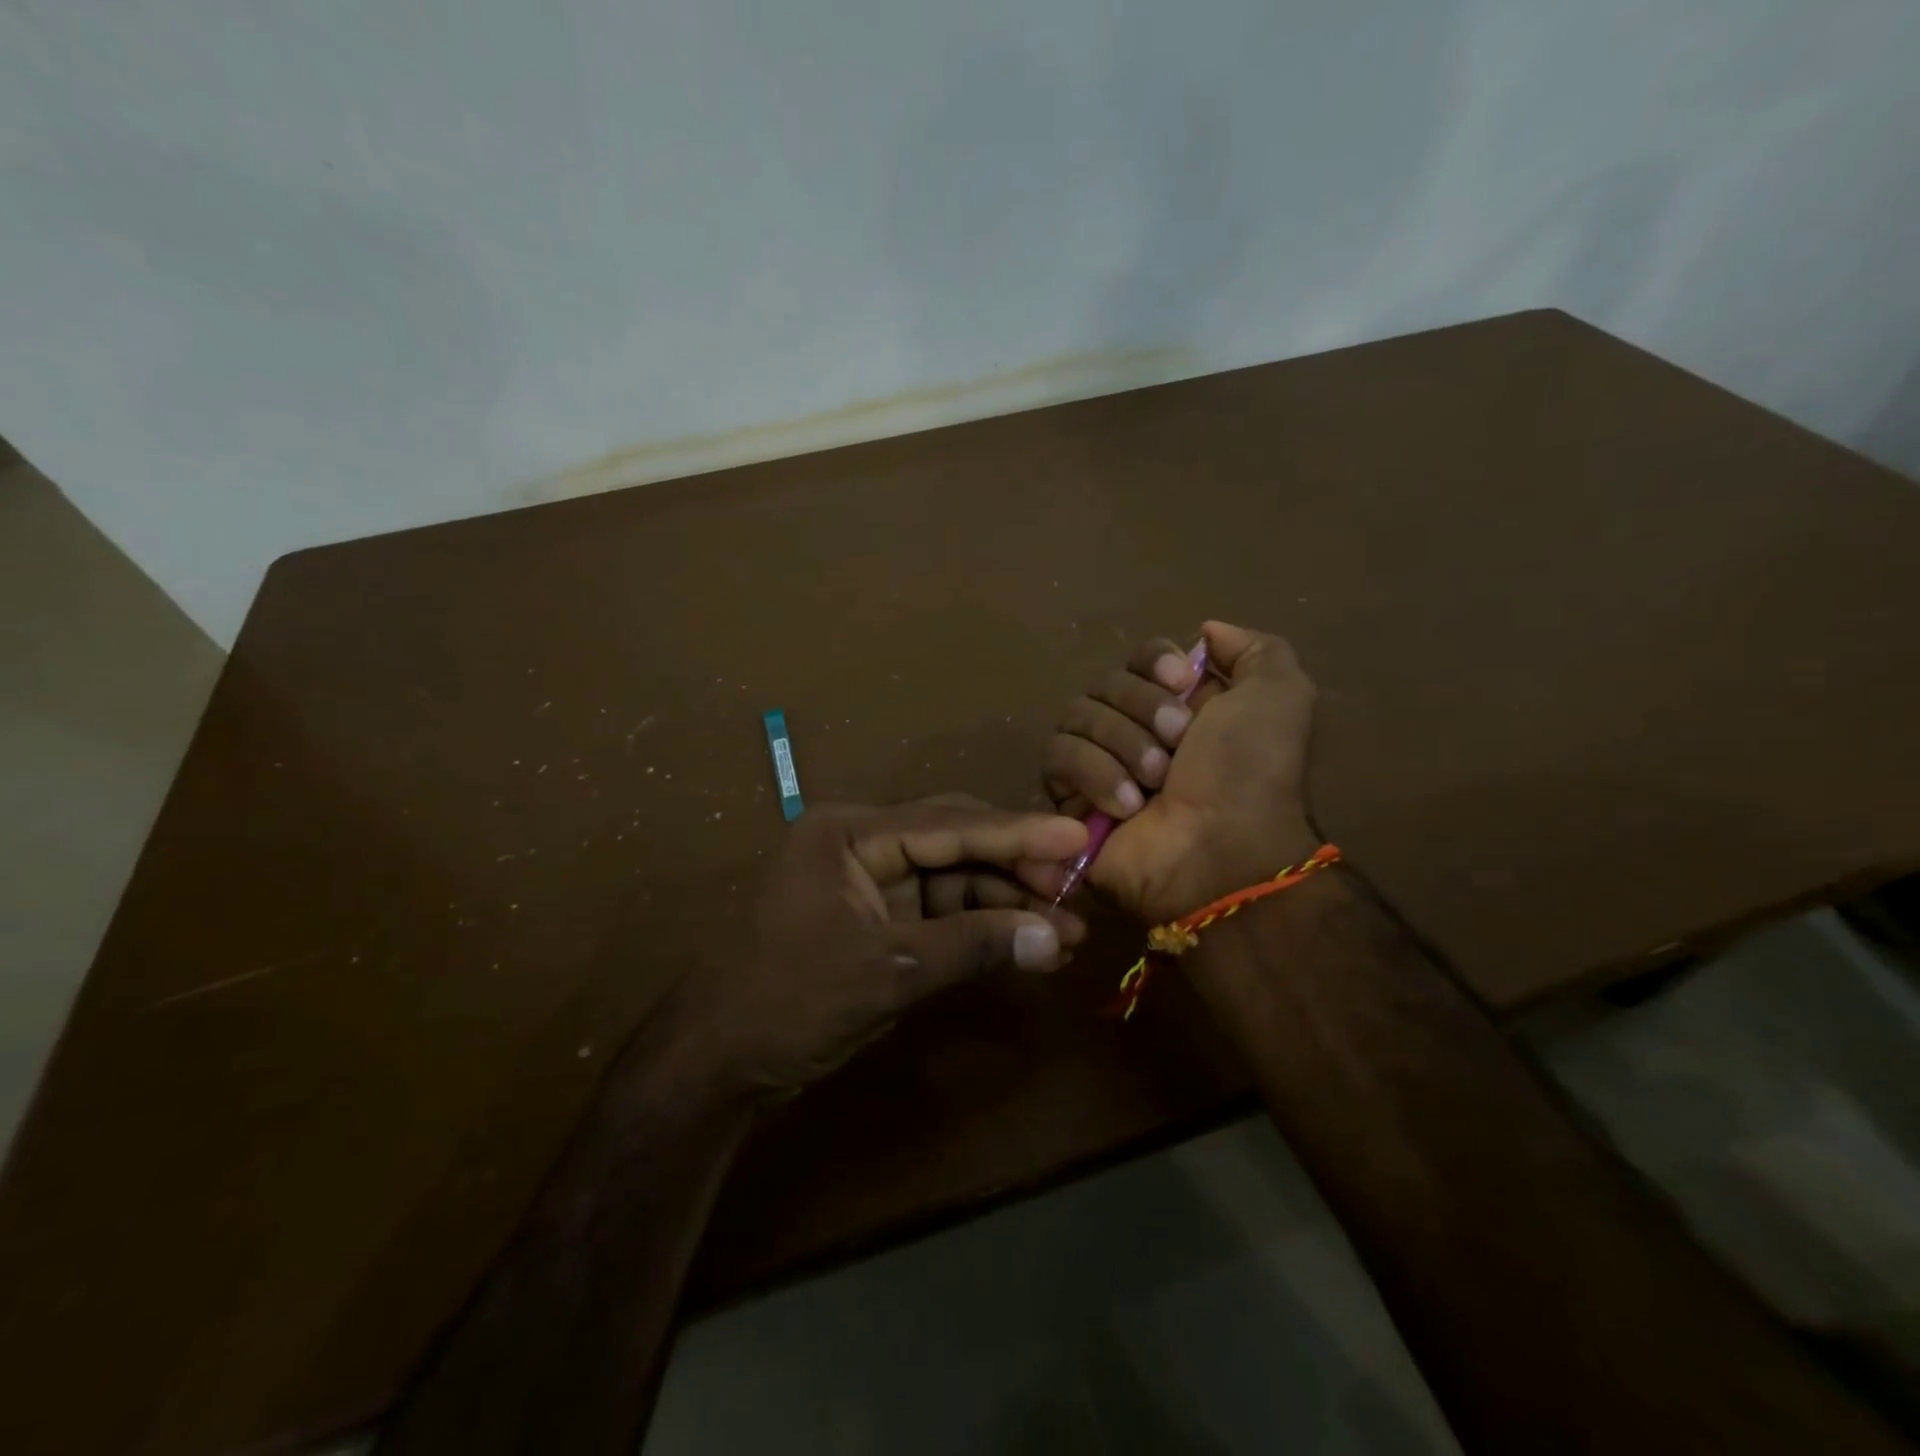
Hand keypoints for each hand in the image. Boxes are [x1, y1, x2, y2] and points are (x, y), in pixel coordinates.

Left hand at [656, 798, 1088, 1099]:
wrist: (717, 1063)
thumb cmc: (788, 1001)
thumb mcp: (885, 971)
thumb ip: (971, 947)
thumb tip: (1053, 938)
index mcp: (850, 833)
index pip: (948, 825)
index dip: (1017, 833)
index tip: (1077, 837)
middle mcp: (863, 845)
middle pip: (955, 844)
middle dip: (1015, 869)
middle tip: (1076, 890)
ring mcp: (871, 883)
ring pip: (954, 880)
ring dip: (1005, 906)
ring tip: (1065, 932)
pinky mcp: (878, 920)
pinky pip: (940, 914)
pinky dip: (980, 931)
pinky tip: (1025, 947)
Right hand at [1043, 620, 1318, 922]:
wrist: (1220, 852)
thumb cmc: (1251, 774)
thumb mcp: (1280, 697)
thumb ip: (1254, 650)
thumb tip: (1204, 631)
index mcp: (1181, 704)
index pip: (1141, 657)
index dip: (1154, 663)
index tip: (1181, 684)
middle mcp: (1135, 727)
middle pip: (1105, 682)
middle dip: (1141, 709)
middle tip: (1176, 746)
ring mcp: (1098, 761)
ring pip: (1077, 714)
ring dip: (1121, 744)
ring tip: (1155, 783)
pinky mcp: (1068, 795)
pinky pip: (1057, 756)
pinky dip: (1093, 773)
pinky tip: (1126, 805)